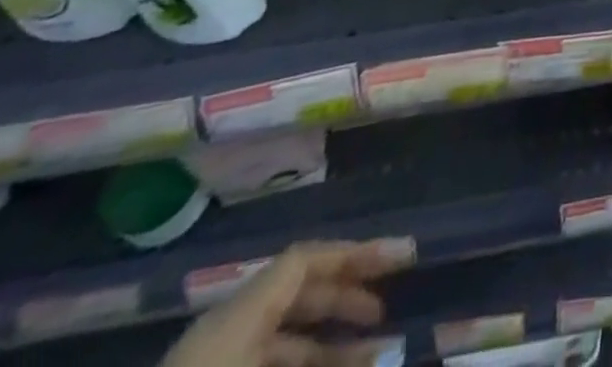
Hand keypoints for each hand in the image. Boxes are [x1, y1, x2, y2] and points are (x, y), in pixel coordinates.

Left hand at [160, 241, 396, 366]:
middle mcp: (223, 331)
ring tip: (368, 359)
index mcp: (235, 320)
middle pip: (295, 292)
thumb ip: (318, 361)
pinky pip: (262, 364)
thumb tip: (382, 357)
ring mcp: (210, 363)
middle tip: (388, 314)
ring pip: (279, 337)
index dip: (356, 254)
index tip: (401, 261)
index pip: (304, 260)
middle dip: (345, 299)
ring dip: (324, 345)